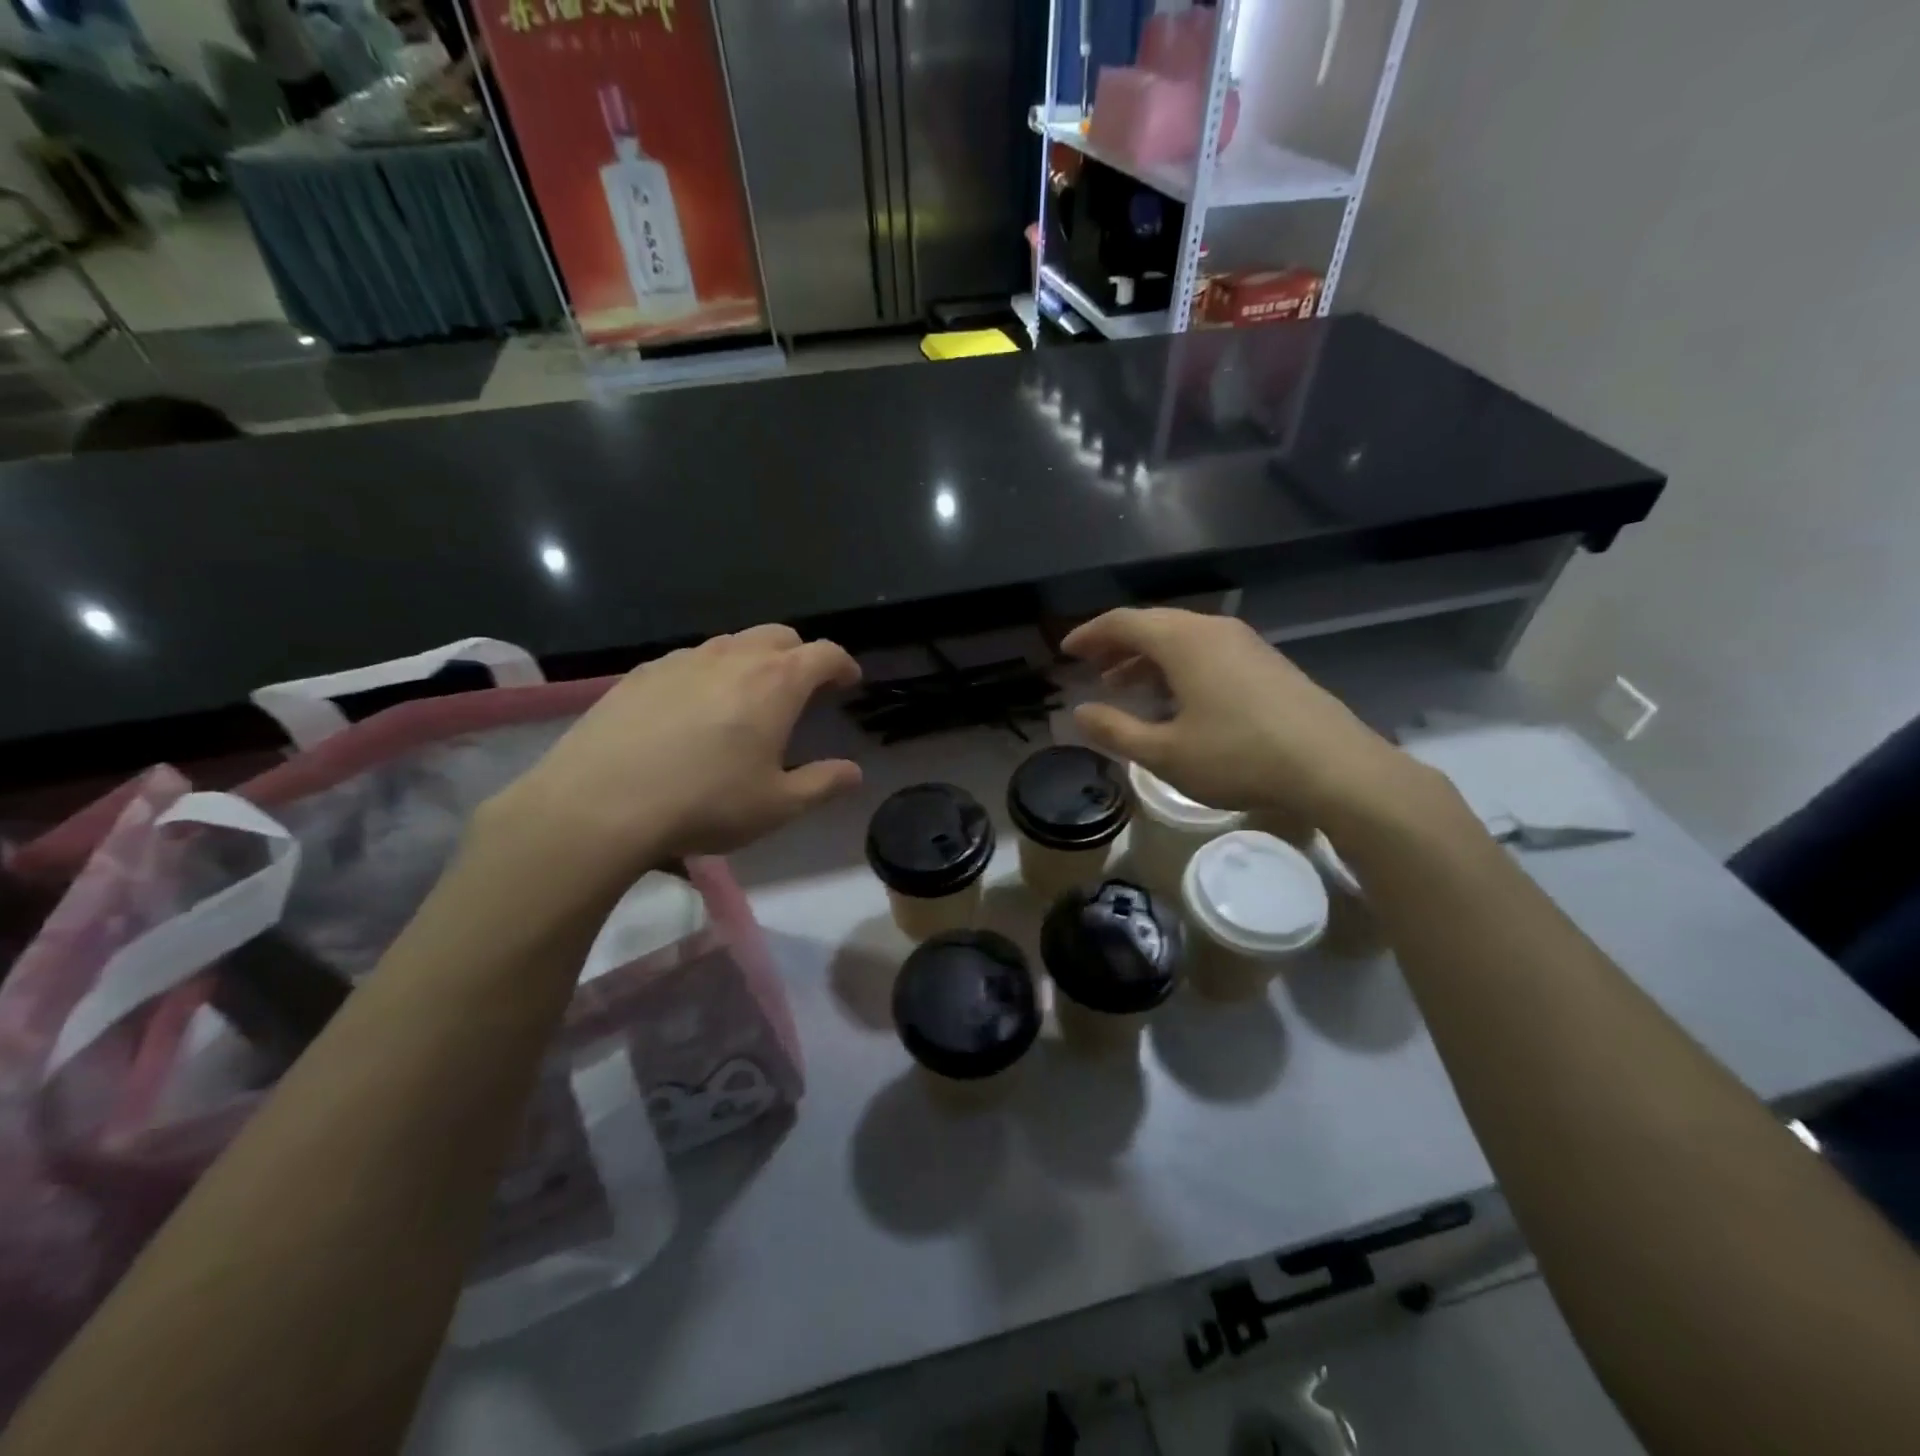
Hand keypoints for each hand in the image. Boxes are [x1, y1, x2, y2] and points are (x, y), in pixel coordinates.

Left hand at [479, 625, 861, 892]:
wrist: (599, 803)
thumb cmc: (705, 803)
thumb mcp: (777, 805)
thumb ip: (823, 784)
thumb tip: (854, 773)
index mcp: (775, 683)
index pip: (823, 654)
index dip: (843, 664)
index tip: (849, 681)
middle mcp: (733, 657)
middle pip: (779, 635)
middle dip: (800, 654)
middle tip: (802, 686)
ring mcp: (683, 660)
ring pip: (732, 643)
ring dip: (753, 659)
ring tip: (749, 695)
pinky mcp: (642, 673)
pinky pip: (690, 659)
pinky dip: (709, 672)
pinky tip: (694, 708)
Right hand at [1062, 608, 1438, 832]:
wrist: (1333, 767)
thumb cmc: (1239, 756)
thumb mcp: (1165, 753)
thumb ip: (1116, 730)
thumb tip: (1080, 712)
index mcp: (1184, 641)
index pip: (1124, 622)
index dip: (1090, 635)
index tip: (1065, 651)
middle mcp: (1213, 630)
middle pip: (1153, 624)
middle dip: (1117, 645)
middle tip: (1091, 667)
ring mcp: (1245, 644)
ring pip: (1182, 639)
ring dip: (1147, 658)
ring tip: (1124, 686)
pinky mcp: (1266, 663)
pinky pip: (1207, 652)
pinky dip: (1177, 666)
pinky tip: (1174, 699)